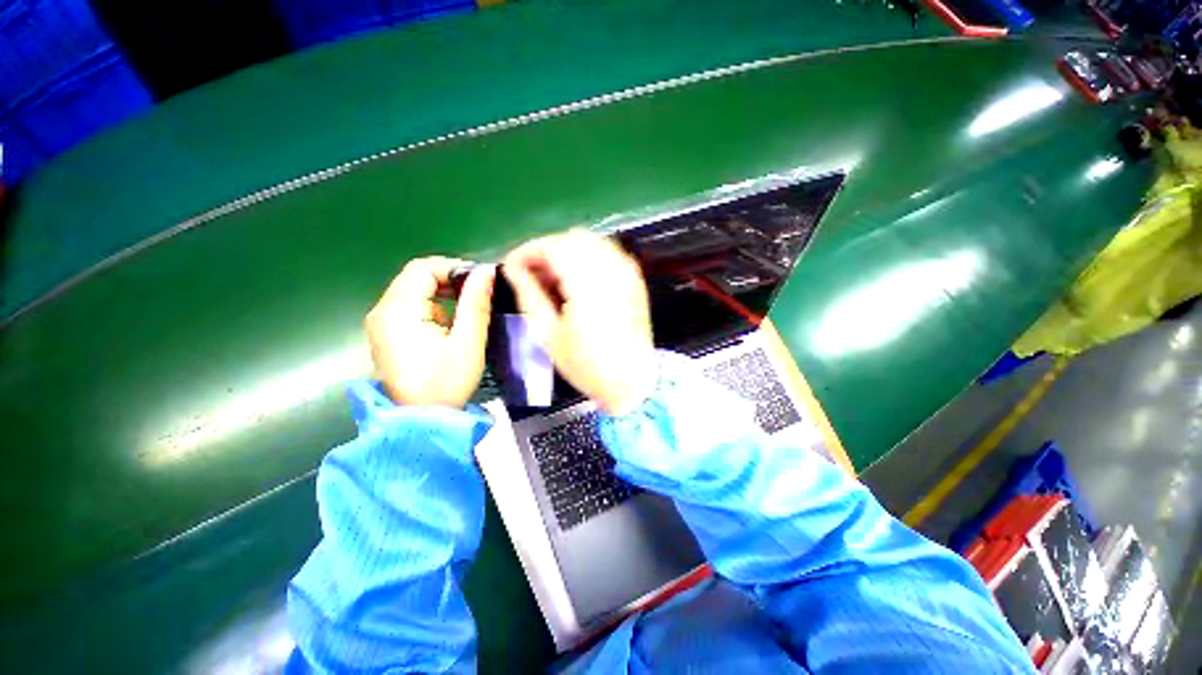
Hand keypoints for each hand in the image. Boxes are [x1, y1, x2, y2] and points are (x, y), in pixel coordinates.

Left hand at [365, 257, 494, 407]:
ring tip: (469, 312)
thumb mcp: (467, 342)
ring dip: (443, 296)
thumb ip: (476, 304)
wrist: (421, 422)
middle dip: (450, 282)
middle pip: (415, 279)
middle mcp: (382, 312)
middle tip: (479, 295)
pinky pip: (411, 309)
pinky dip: (434, 309)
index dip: (453, 268)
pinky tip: (450, 328)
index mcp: (397, 311)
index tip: (480, 282)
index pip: (422, 269)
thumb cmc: (445, 384)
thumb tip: (486, 272)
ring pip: (414, 293)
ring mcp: (381, 325)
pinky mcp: (387, 336)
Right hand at [503, 231, 656, 415]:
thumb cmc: (587, 365)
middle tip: (531, 274)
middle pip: (571, 238)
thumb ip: (529, 295)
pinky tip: (576, 280)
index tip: (511, 265)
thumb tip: (514, 270)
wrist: (632, 381)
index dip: (527, 251)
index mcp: (588, 284)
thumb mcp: (549, 334)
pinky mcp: (634, 279)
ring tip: (551, 278)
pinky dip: (585, 257)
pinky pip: (606, 252)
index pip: (552, 247)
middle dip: (546, 250)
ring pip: (589, 242)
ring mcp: (627, 272)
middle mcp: (610, 269)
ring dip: (566, 252)